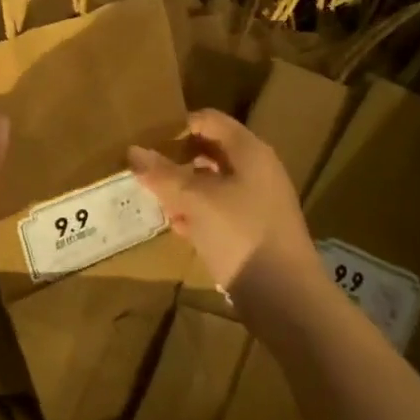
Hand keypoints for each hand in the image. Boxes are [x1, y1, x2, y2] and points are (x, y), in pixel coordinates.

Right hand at [127, 109, 319, 295]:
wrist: (287, 299)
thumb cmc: (241, 234)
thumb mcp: (194, 200)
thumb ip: (162, 174)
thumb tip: (133, 151)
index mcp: (249, 151)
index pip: (209, 120)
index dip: (178, 125)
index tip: (148, 139)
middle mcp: (257, 170)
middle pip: (211, 150)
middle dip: (178, 158)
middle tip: (147, 169)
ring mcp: (258, 202)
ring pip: (213, 183)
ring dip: (184, 188)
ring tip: (157, 199)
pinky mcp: (255, 231)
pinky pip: (220, 210)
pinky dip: (198, 213)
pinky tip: (178, 227)